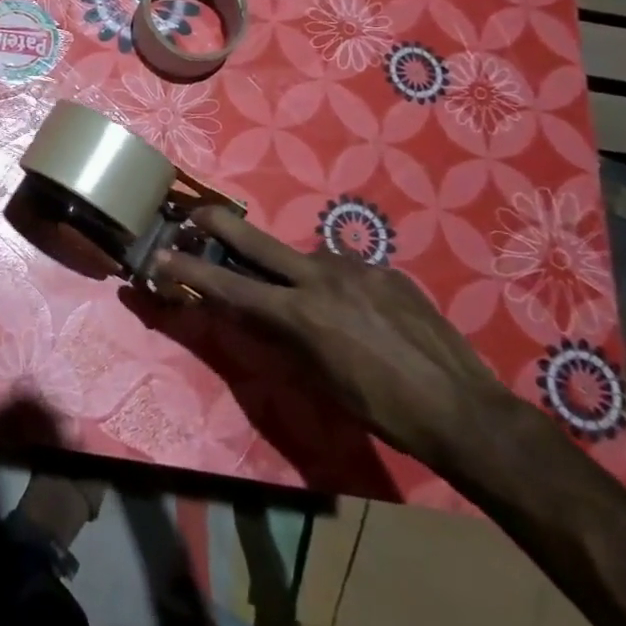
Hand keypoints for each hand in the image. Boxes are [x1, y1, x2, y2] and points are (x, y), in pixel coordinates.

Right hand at [150, 207, 519, 471]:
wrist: (465, 411)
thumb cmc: (384, 411)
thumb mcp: (320, 380)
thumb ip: (284, 337)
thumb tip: (260, 313)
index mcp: (300, 313)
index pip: (229, 285)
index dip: (189, 270)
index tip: (160, 256)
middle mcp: (321, 278)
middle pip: (255, 239)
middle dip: (217, 223)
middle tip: (194, 214)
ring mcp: (357, 268)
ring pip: (307, 260)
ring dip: (298, 275)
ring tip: (322, 309)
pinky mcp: (387, 270)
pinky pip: (348, 271)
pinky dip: (340, 287)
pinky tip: (363, 315)